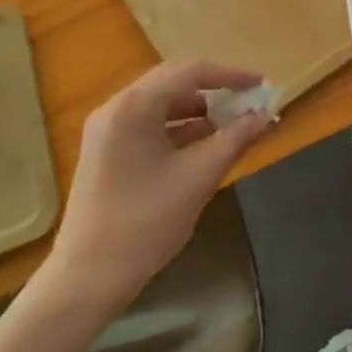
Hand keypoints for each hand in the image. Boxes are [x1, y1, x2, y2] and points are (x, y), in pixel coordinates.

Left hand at [46, 60, 273, 311]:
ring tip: (235, 125)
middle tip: (250, 102)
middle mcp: (117, 107)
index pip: (191, 72)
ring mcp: (108, 130)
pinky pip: (151, 124)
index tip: (262, 86)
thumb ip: (234, 140)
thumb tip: (265, 116)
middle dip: (216, 90)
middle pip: (174, 82)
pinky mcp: (108, 151)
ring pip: (163, 103)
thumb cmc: (144, 224)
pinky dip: (181, 128)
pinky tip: (207, 145)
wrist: (86, 279)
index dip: (230, 75)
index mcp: (134, 106)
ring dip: (200, 110)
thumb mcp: (198, 178)